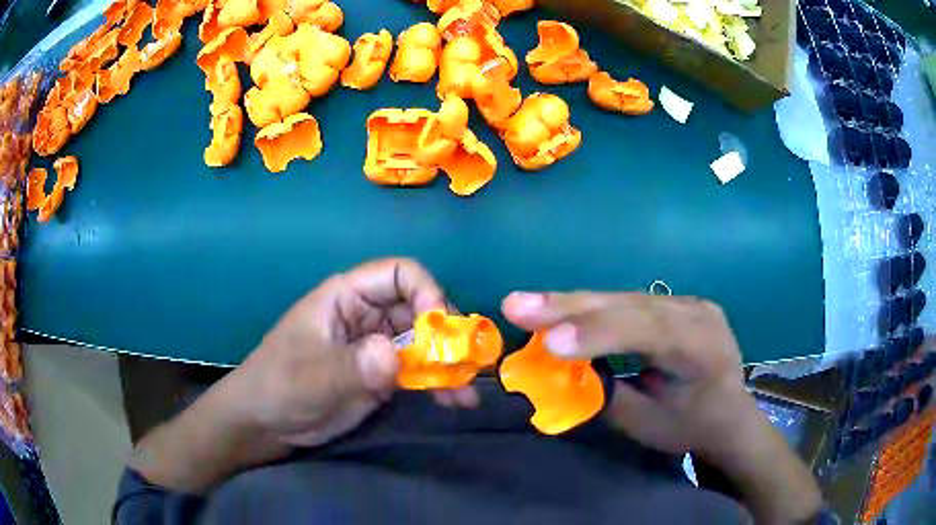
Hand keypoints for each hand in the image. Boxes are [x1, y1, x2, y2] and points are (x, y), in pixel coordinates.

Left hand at [226, 257, 474, 447]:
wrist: (265, 424)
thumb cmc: (279, 386)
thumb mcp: (311, 376)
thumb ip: (352, 366)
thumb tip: (395, 356)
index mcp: (346, 297)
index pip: (398, 274)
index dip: (426, 291)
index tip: (442, 327)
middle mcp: (367, 316)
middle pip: (420, 308)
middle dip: (447, 334)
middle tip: (466, 363)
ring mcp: (376, 348)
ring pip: (425, 344)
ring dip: (450, 364)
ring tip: (467, 391)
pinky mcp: (382, 376)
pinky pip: (419, 373)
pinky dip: (439, 385)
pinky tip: (457, 403)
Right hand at [502, 291, 750, 456]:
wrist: (730, 414)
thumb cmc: (692, 427)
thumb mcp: (649, 424)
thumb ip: (608, 395)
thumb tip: (559, 371)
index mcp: (702, 346)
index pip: (648, 331)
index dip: (598, 333)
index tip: (548, 343)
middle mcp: (696, 312)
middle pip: (629, 305)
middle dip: (570, 308)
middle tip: (516, 305)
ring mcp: (687, 302)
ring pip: (623, 300)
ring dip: (572, 305)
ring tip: (525, 305)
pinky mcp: (675, 303)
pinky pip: (628, 303)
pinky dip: (590, 310)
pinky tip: (558, 308)